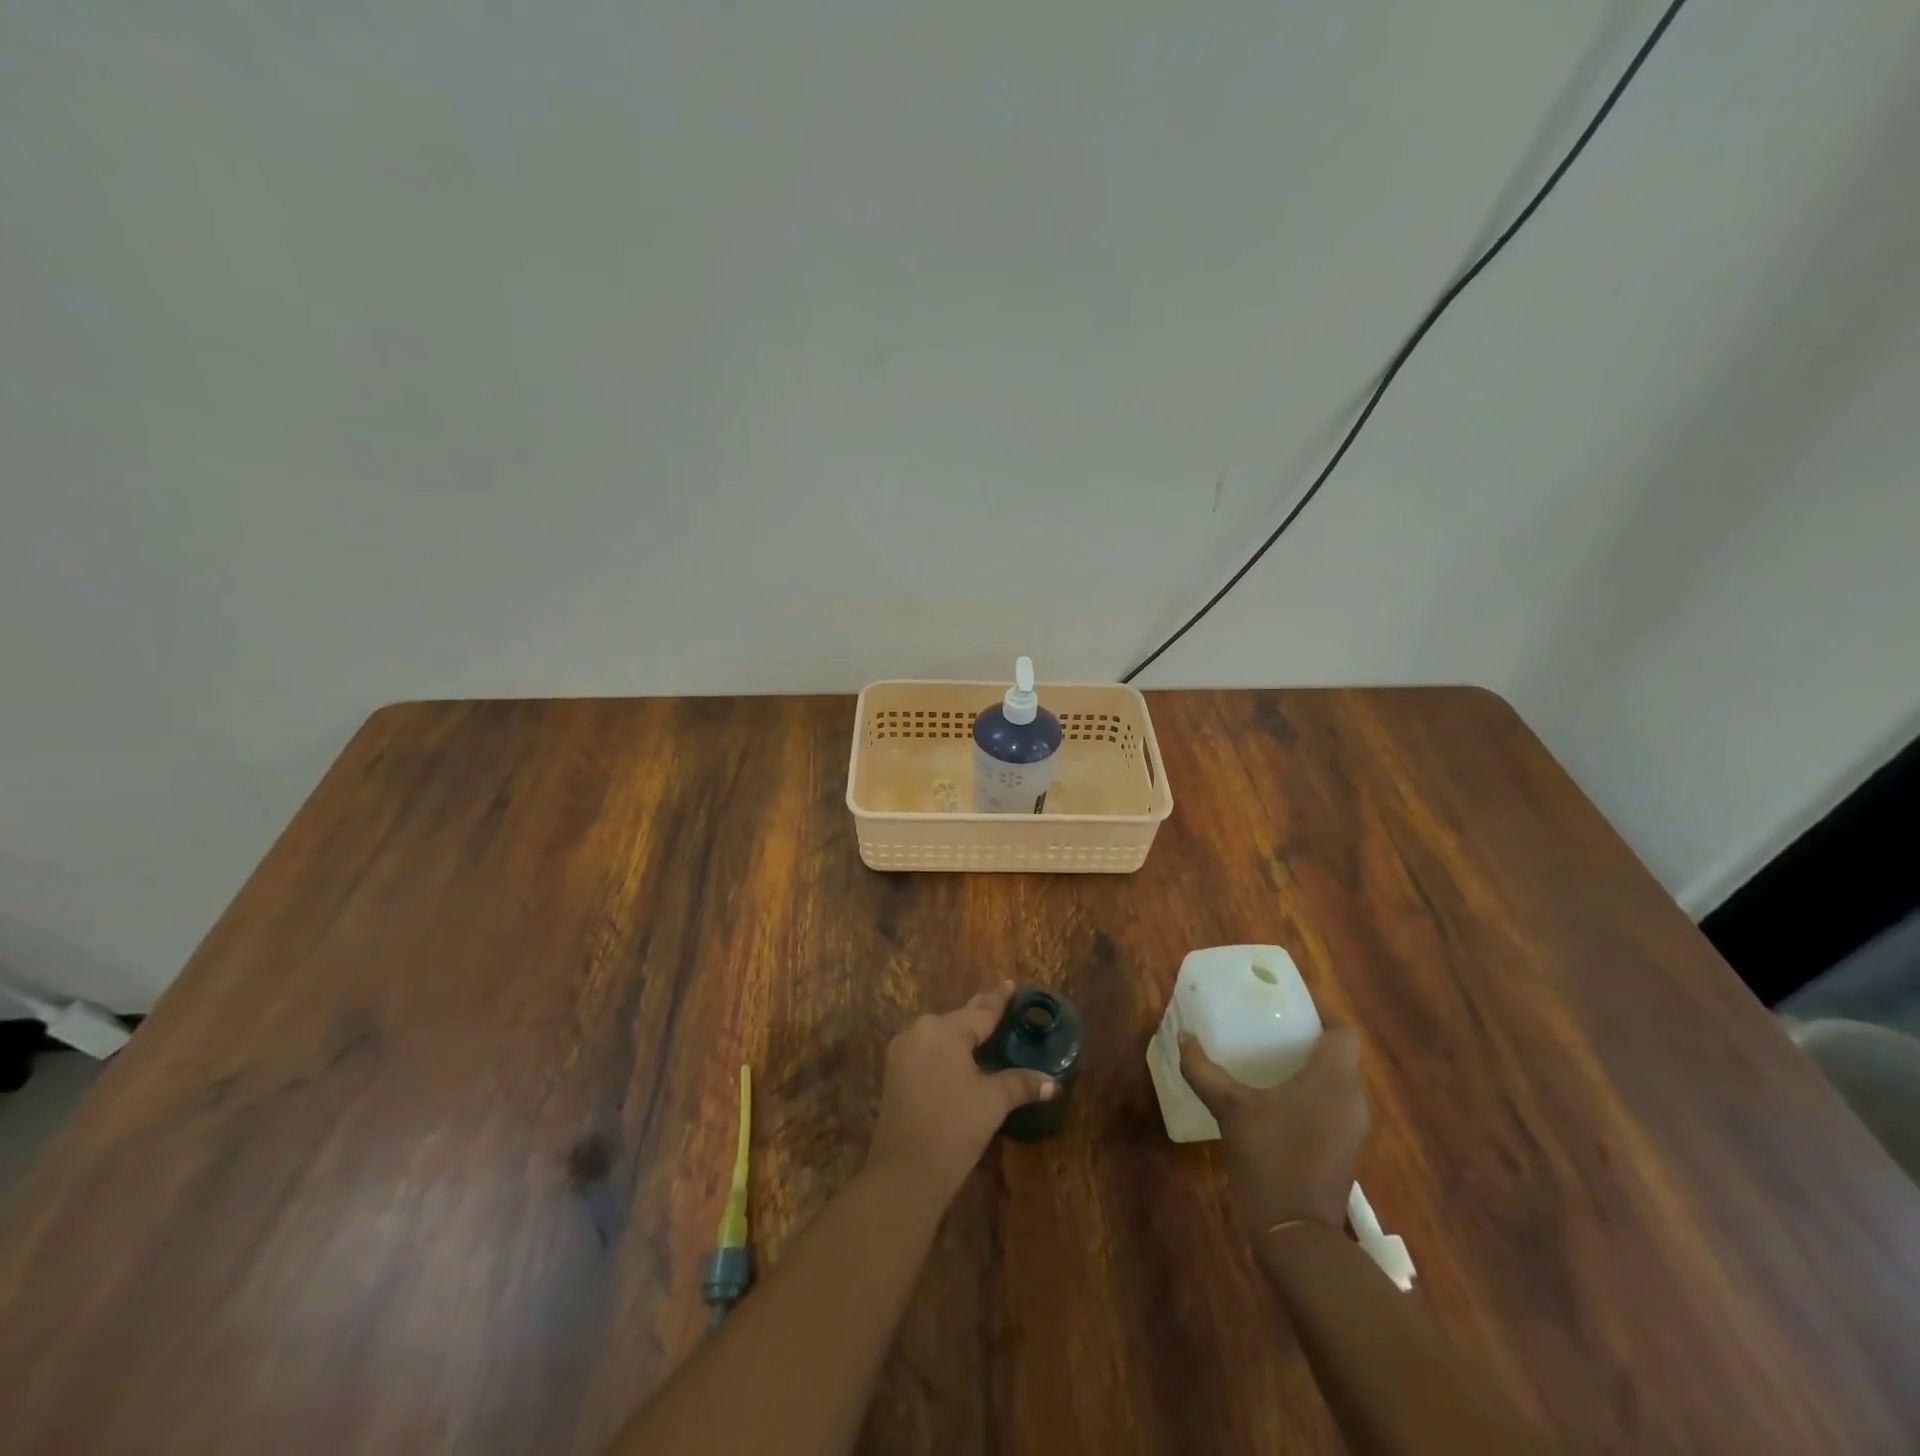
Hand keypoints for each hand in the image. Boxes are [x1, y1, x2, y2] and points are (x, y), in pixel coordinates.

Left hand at [865, 982, 1057, 1204]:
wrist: (904, 1172)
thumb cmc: (954, 1127)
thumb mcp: (993, 1102)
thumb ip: (1022, 1083)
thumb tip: (1054, 1083)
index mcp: (944, 1029)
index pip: (981, 1010)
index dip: (999, 999)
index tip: (1011, 984)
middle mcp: (920, 1030)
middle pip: (959, 1019)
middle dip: (981, 1013)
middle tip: (1003, 1003)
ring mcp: (902, 1050)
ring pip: (941, 1034)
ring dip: (963, 1033)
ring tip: (985, 1030)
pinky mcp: (894, 1072)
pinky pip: (928, 1049)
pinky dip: (947, 1049)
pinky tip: (960, 1055)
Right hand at [1179, 1025, 1368, 1233]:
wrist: (1297, 1235)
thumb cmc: (1271, 1158)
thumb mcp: (1231, 1109)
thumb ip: (1204, 1071)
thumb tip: (1183, 1038)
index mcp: (1333, 1080)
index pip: (1343, 1031)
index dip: (1322, 1012)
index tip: (1290, 1003)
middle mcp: (1352, 1099)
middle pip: (1340, 1055)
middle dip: (1308, 1038)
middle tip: (1270, 1027)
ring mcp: (1351, 1129)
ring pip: (1336, 1081)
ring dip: (1309, 1067)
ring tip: (1268, 1058)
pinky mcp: (1344, 1150)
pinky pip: (1332, 1105)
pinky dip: (1310, 1093)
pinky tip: (1275, 1099)